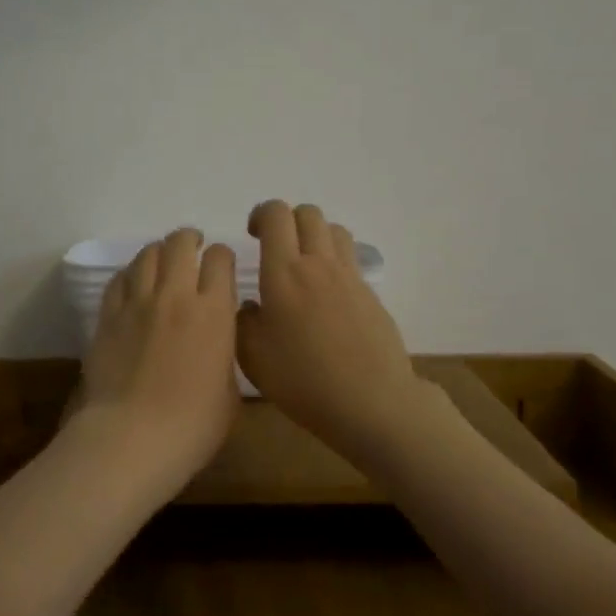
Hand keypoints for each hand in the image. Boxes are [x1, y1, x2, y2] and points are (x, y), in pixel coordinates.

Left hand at [67, 228, 241, 489]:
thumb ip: (225, 352)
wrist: (133, 437)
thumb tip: (218, 339)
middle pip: (180, 244)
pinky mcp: (108, 315)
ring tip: (163, 260)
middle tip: (193, 247)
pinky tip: (134, 282)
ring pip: (147, 254)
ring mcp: (137, 302)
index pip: (220, 259)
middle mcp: (176, 295)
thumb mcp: (230, 391)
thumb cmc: (193, 425)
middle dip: (190, 240)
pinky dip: (131, 273)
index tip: (222, 266)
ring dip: (159, 251)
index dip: (223, 257)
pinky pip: (119, 278)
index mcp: (214, 312)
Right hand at [237, 200, 430, 461]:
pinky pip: (350, 259)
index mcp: (284, 272)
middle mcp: (318, 264)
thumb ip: (243, 322)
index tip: (252, 234)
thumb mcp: (253, 357)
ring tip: (303, 264)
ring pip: (333, 230)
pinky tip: (326, 295)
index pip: (275, 215)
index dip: (261, 214)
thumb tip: (251, 306)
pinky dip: (334, 262)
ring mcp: (349, 277)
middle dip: (288, 220)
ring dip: (314, 235)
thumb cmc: (303, 380)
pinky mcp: (370, 294)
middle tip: (275, 246)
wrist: (372, 402)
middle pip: (308, 213)